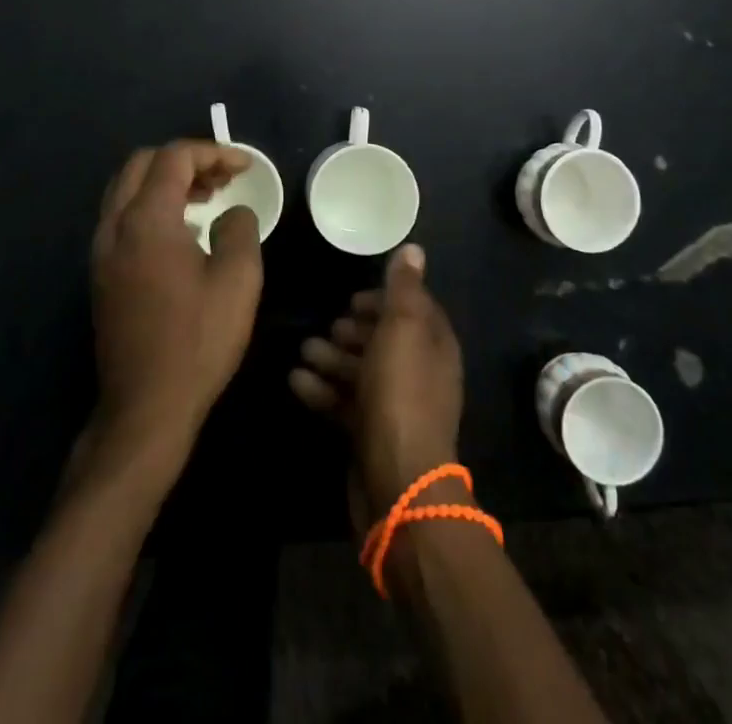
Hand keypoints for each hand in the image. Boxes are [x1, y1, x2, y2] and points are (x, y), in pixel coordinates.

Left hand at [90, 142, 264, 468]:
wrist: (145, 408)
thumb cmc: (197, 341)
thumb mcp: (238, 280)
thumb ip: (240, 229)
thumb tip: (232, 213)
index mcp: (146, 220)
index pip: (174, 158)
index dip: (213, 152)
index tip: (244, 167)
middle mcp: (115, 226)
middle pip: (142, 164)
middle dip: (185, 160)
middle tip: (222, 178)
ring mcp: (101, 251)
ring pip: (127, 189)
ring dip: (166, 181)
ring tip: (207, 198)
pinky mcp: (101, 274)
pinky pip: (122, 217)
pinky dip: (151, 205)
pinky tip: (183, 231)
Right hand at [288, 243, 464, 522]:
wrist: (398, 482)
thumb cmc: (401, 394)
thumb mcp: (402, 330)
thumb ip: (404, 289)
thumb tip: (414, 249)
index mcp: (434, 345)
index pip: (414, 309)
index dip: (385, 298)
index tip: (354, 296)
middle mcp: (420, 372)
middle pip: (385, 340)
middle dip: (354, 330)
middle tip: (328, 324)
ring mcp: (396, 406)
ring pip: (362, 370)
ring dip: (333, 357)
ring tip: (304, 349)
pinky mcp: (372, 433)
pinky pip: (346, 402)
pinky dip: (323, 389)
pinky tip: (297, 381)